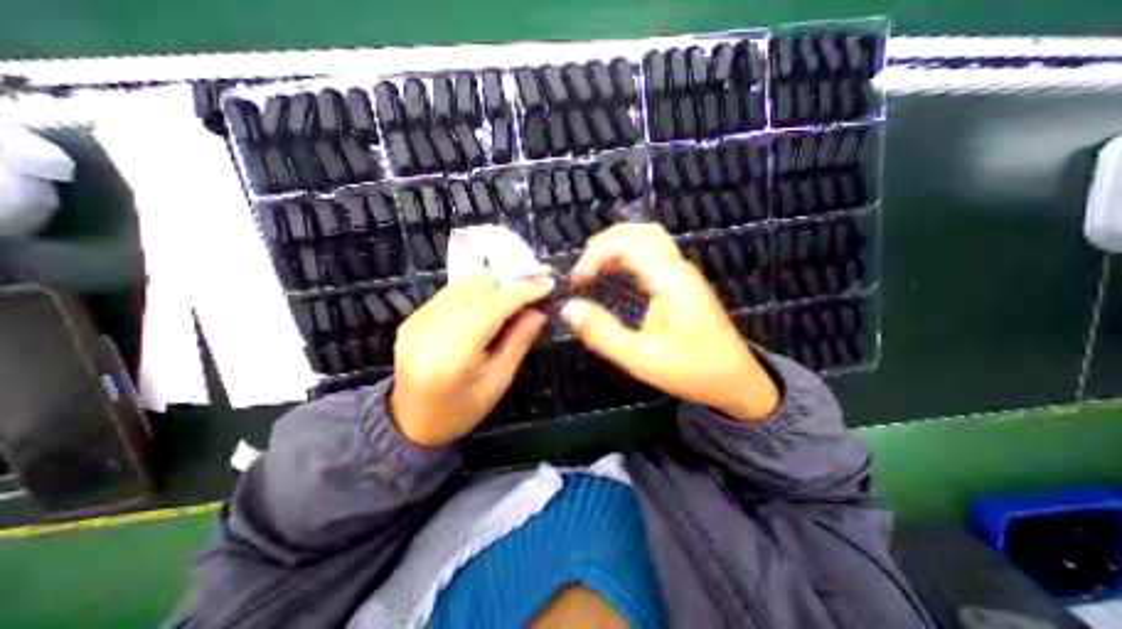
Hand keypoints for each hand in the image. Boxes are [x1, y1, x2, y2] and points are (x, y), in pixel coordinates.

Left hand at [392, 270, 555, 447]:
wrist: (411, 424)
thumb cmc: (461, 411)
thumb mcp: (498, 382)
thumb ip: (518, 342)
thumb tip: (539, 310)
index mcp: (450, 356)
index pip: (490, 308)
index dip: (521, 291)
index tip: (547, 283)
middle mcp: (427, 331)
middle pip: (474, 288)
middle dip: (508, 281)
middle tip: (534, 283)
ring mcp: (414, 322)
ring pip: (461, 285)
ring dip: (493, 283)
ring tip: (516, 290)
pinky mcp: (411, 319)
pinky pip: (449, 293)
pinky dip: (475, 290)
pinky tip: (490, 299)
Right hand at [562, 223, 781, 419]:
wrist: (735, 381)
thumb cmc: (690, 370)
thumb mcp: (640, 358)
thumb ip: (601, 333)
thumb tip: (568, 309)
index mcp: (669, 278)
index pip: (625, 245)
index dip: (594, 256)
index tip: (576, 282)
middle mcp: (677, 266)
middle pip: (638, 231)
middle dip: (603, 243)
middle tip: (581, 270)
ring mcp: (683, 272)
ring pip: (648, 237)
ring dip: (617, 243)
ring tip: (593, 265)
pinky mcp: (683, 282)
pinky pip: (653, 252)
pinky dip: (629, 252)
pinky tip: (617, 270)